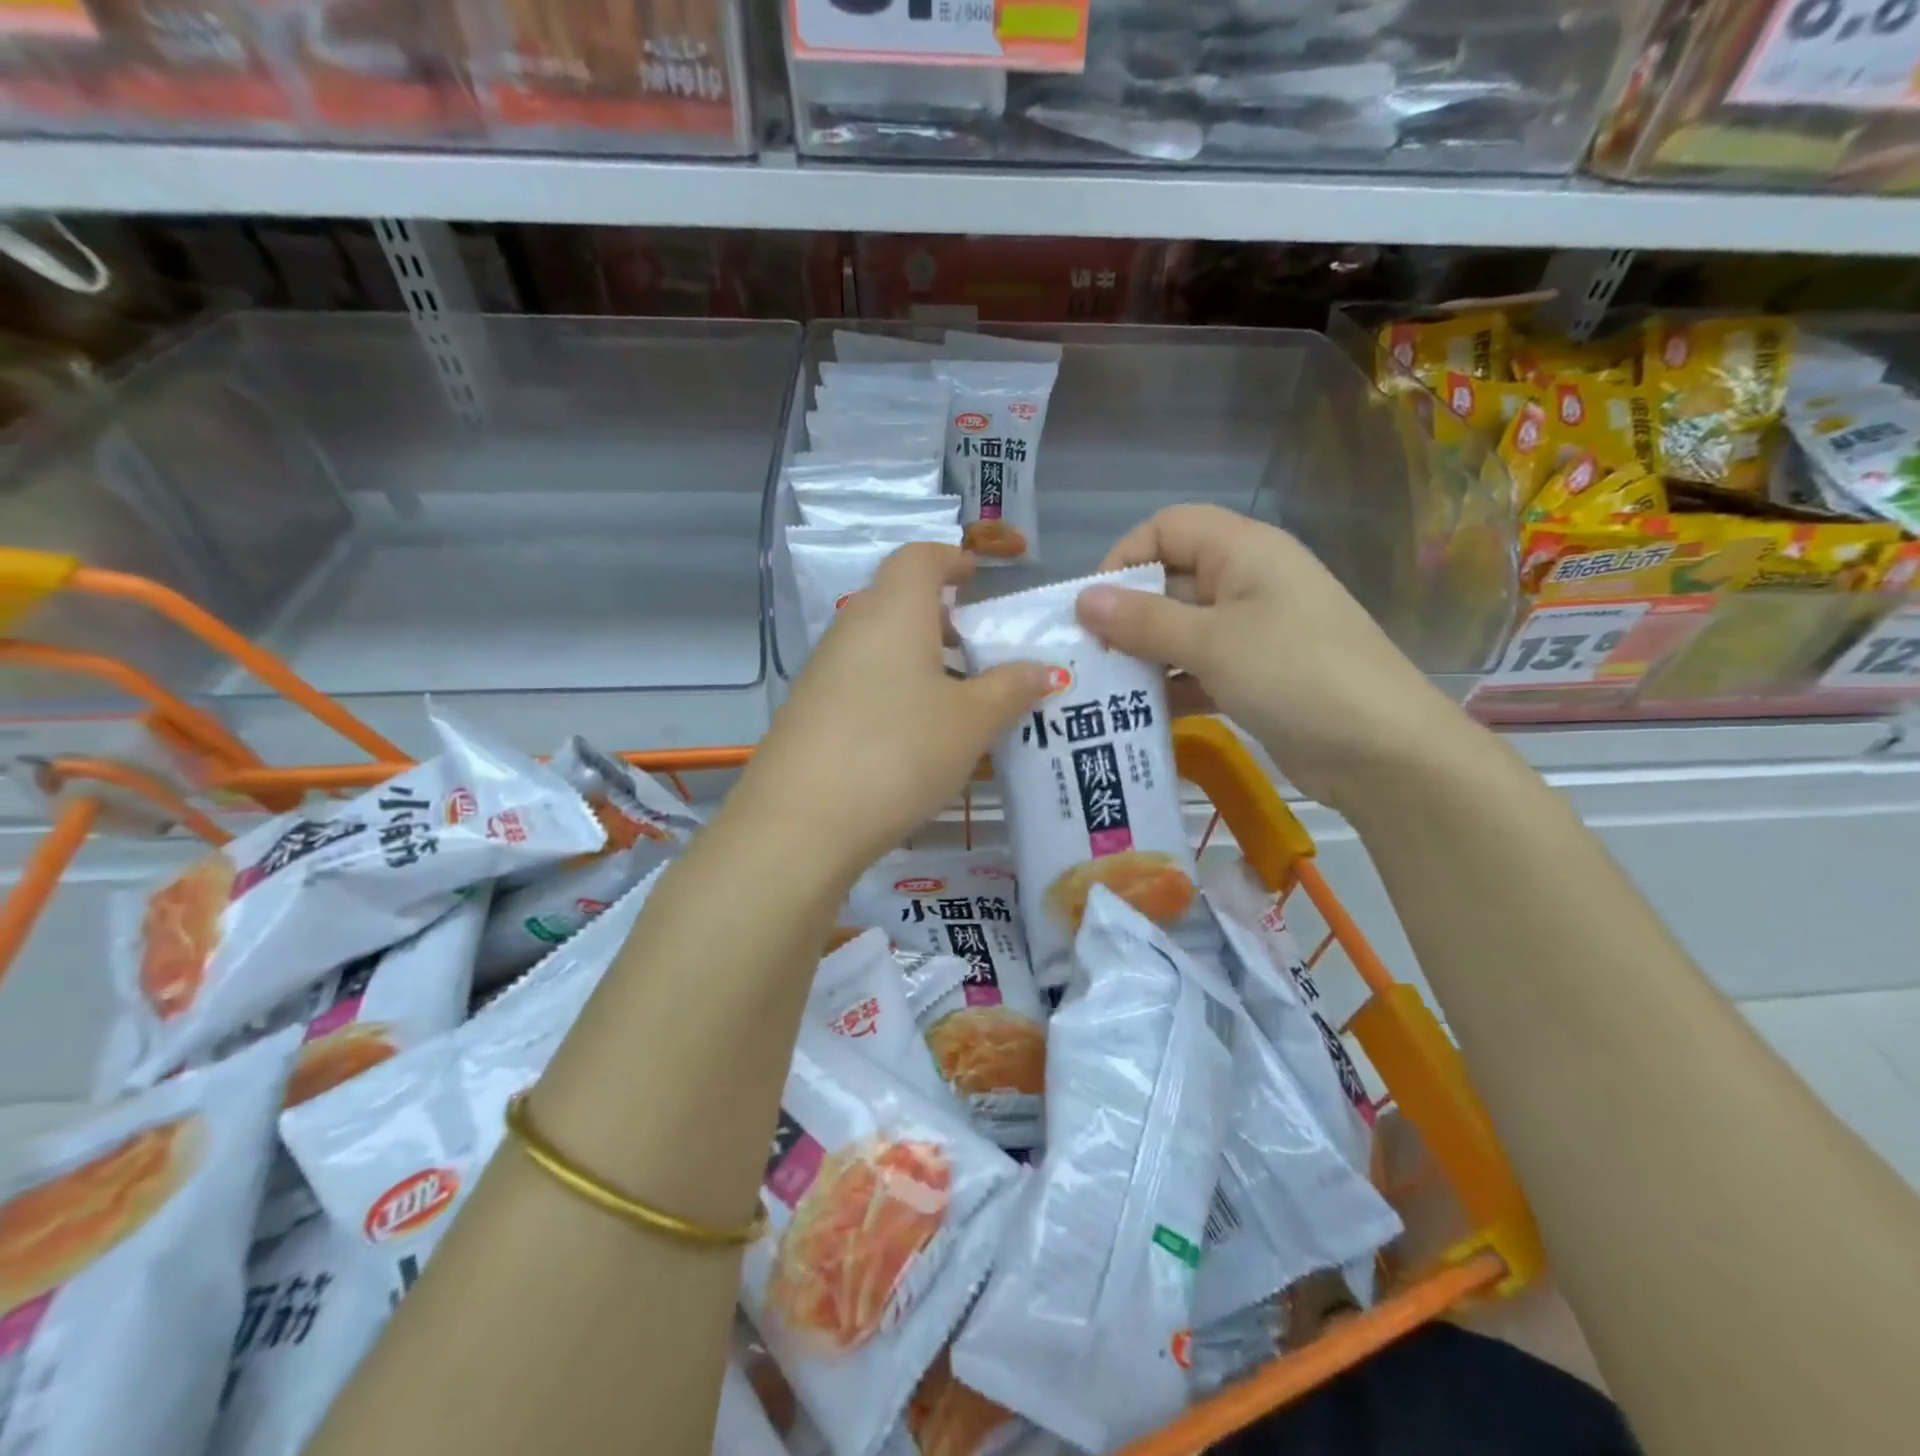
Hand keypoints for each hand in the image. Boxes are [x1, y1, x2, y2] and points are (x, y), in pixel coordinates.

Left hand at [738, 544, 1048, 878]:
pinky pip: (859, 679)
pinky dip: (891, 687)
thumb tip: (1045, 670)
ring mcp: (823, 670)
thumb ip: (1011, 689)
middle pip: (895, 600)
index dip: (950, 559)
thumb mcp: (971, 722)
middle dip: (937, 614)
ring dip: (915, 656)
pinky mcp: (808, 709)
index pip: (918, 558)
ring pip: (877, 643)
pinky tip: (911, 732)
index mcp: (894, 612)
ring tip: (952, 695)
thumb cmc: (900, 751)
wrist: (802, 820)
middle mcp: (853, 628)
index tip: (975, 576)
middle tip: (974, 645)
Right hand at [1076, 505, 1480, 812]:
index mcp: (1244, 551)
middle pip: (1171, 581)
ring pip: (1182, 631)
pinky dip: (1171, 687)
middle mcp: (1248, 582)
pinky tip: (1141, 716)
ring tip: (1101, 691)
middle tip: (1085, 657)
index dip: (1125, 557)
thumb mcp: (1212, 642)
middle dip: (1126, 616)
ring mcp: (1254, 631)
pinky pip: (1200, 669)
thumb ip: (1143, 620)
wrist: (1383, 751)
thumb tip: (1083, 599)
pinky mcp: (1256, 675)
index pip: (1168, 528)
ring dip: (1144, 656)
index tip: (1093, 606)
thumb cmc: (1295, 674)